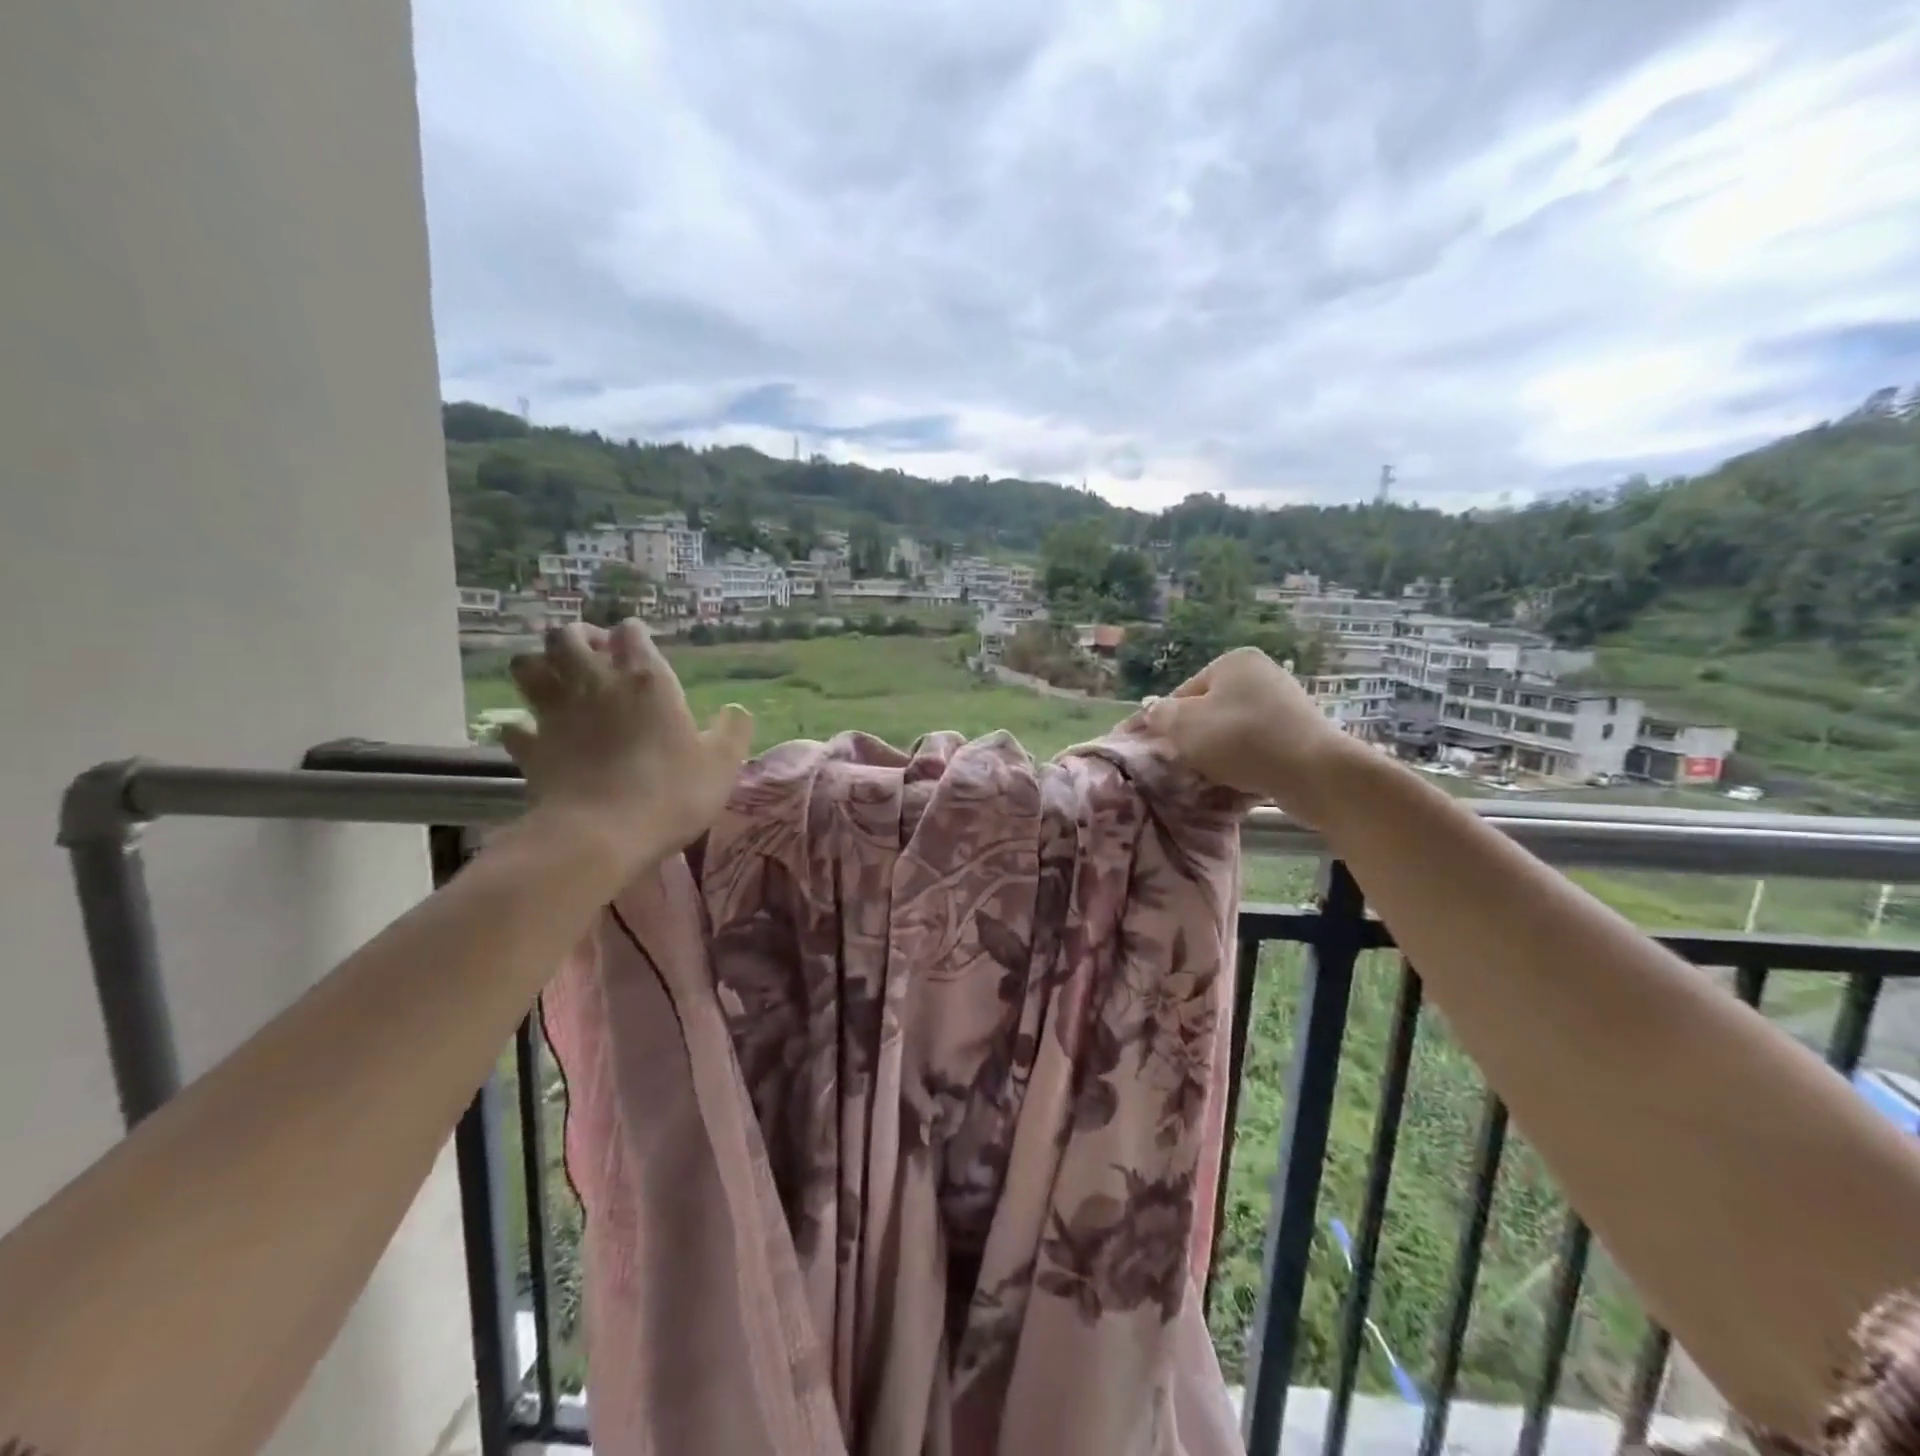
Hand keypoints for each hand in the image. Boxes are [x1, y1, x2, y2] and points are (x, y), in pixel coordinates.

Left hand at [499, 620, 752, 874]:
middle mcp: (595, 684)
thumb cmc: (671, 792)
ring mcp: (555, 714)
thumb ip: (733, 730)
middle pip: (567, 636)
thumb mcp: (723, 763)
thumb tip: (736, 710)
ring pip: (527, 666)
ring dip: (540, 666)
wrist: (601, 835)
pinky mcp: (531, 747)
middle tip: (594, 656)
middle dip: (579, 638)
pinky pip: (512, 724)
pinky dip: (521, 725)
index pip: (631, 632)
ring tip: (558, 681)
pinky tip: (535, 734)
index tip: (640, 647)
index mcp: (646, 680)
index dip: (634, 634)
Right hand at [1142, 646, 1366, 823]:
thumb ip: (1160, 715)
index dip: (1164, 722)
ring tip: (1209, 776)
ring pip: (1232, 730)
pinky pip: (1258, 745)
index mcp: (1233, 661)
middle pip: (1209, 710)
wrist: (1313, 771)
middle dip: (1193, 737)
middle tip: (1182, 765)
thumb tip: (1153, 712)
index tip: (1156, 750)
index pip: (1182, 693)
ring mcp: (1285, 702)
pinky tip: (1238, 779)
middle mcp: (1261, 674)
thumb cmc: (1240, 739)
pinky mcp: (1300, 732)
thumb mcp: (1183, 725)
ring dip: (1217, 751)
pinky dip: (1244, 760)